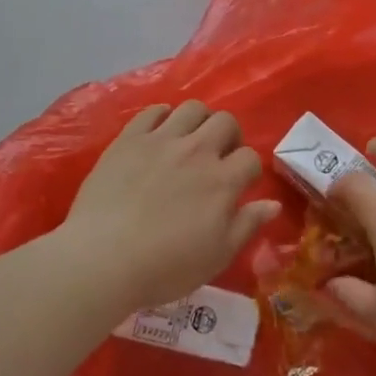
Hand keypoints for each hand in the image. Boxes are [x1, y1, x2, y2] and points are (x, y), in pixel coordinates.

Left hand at [62, 101, 279, 312]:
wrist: (103, 259)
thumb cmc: (165, 266)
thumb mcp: (217, 256)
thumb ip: (247, 225)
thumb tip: (273, 203)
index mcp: (223, 180)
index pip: (250, 157)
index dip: (249, 170)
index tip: (239, 184)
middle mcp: (197, 151)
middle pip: (225, 121)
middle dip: (229, 135)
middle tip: (218, 156)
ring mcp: (161, 141)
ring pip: (192, 108)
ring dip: (199, 120)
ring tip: (190, 139)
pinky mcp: (129, 139)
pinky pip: (152, 111)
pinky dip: (162, 116)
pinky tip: (159, 133)